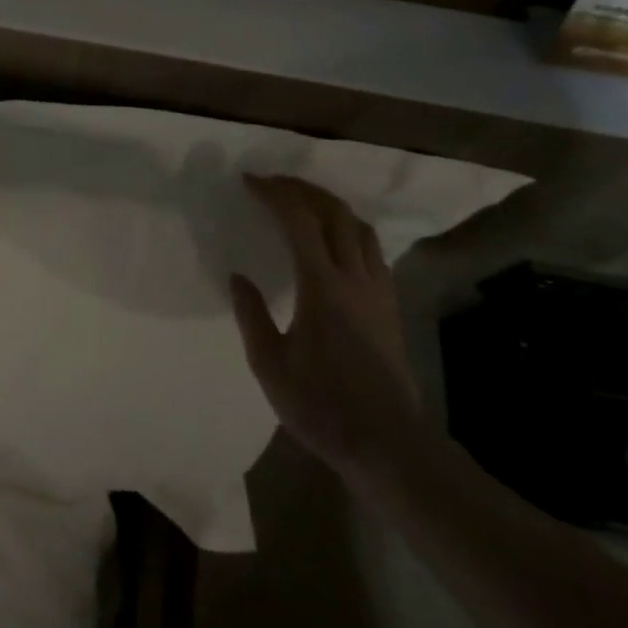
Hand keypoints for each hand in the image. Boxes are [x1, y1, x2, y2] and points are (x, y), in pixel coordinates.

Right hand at [230, 174, 423, 485]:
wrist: (388, 445)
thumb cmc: (323, 407)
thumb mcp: (271, 366)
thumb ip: (251, 316)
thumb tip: (238, 277)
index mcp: (322, 286)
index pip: (299, 221)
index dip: (275, 193)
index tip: (250, 182)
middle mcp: (354, 277)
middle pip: (334, 212)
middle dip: (303, 189)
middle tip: (274, 184)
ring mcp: (378, 290)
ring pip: (359, 227)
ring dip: (330, 205)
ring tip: (304, 204)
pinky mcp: (390, 306)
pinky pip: (372, 249)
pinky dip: (349, 230)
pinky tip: (335, 242)